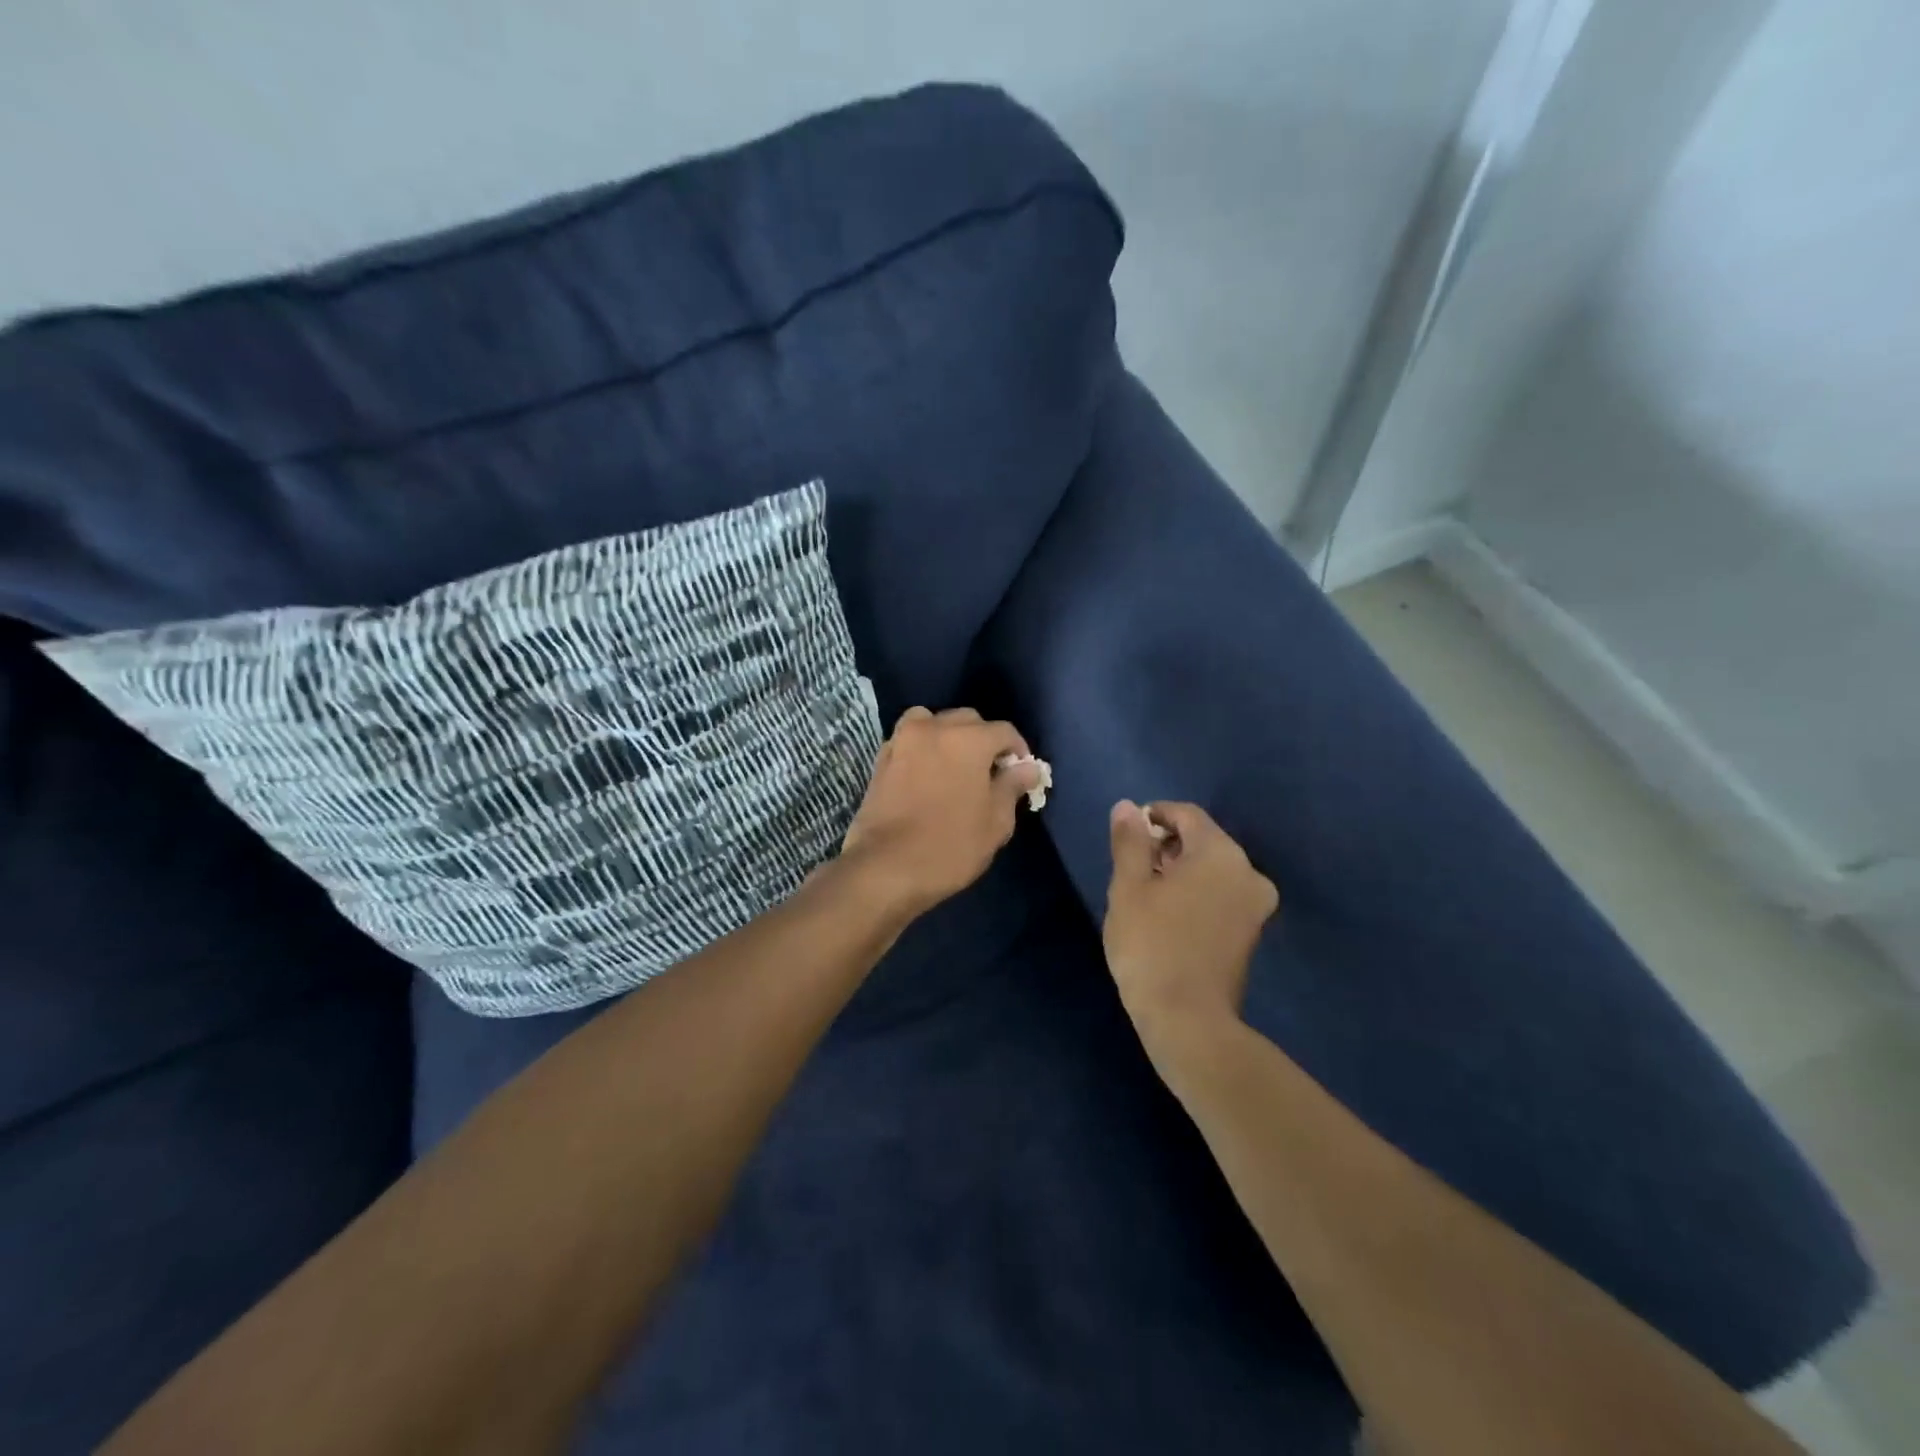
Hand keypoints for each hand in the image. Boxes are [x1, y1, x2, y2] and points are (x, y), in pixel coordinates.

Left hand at [840, 707, 1045, 919]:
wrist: (885, 868)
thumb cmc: (950, 846)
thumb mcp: (996, 823)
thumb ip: (1012, 787)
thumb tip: (1026, 768)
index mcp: (969, 739)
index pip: (1004, 731)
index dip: (1018, 751)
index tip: (1021, 775)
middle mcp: (934, 728)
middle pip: (967, 721)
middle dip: (983, 740)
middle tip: (990, 773)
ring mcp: (902, 740)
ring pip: (933, 722)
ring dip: (949, 736)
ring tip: (956, 767)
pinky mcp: (881, 759)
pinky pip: (909, 740)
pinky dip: (922, 748)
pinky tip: (927, 774)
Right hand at [1102, 800, 1278, 1051]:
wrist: (1188, 1020)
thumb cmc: (1151, 945)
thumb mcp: (1128, 887)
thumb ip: (1130, 842)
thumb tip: (1128, 807)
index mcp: (1220, 854)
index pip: (1187, 815)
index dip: (1155, 815)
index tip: (1128, 832)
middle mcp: (1248, 872)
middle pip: (1203, 840)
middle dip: (1167, 845)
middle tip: (1132, 865)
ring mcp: (1255, 905)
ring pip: (1213, 869)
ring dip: (1181, 869)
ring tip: (1146, 890)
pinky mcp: (1252, 932)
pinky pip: (1222, 894)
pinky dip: (1197, 892)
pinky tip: (1168, 913)